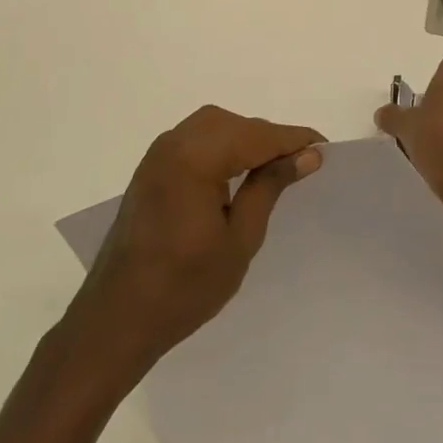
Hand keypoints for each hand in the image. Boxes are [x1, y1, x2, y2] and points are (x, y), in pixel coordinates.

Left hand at [65, 106, 323, 380]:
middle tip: (300, 163)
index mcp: (195, 159)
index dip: (293, 139)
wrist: (117, 319)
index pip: (257, 136)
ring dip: (245, 139)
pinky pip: (194, 140)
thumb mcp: (240, 239)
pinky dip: (221, 147)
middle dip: (268, 138)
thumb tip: (306, 155)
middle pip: (234, 124)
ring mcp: (157, 155)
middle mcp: (173, 144)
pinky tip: (236, 172)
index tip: (325, 149)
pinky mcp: (150, 169)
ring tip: (272, 169)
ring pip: (213, 127)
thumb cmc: (184, 287)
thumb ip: (270, 187)